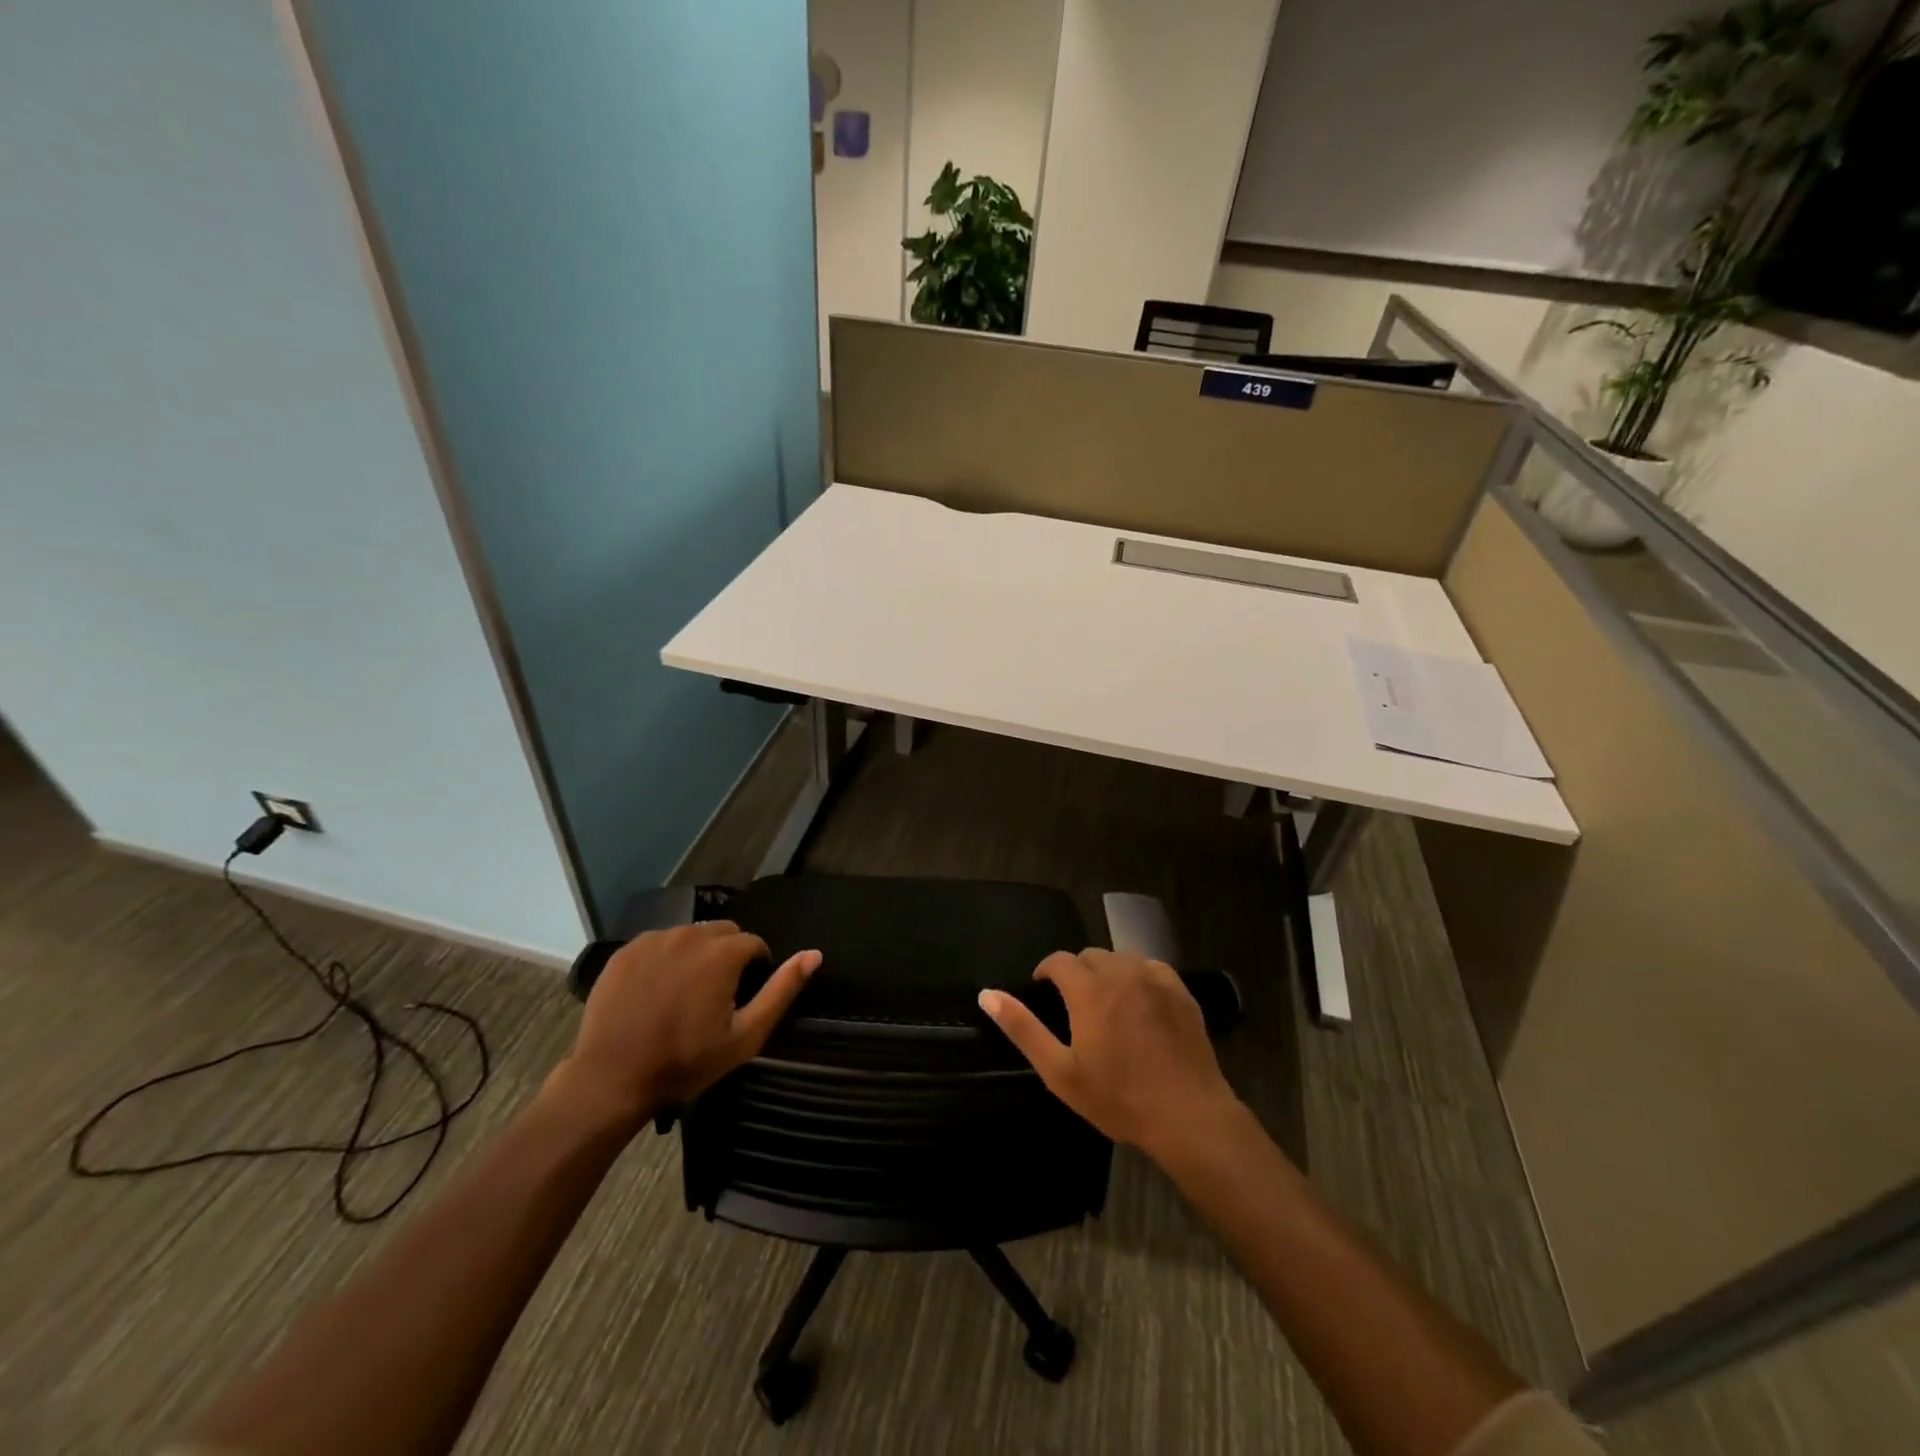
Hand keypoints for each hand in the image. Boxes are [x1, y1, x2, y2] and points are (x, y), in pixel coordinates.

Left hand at [546, 922, 819, 1130]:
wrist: (612, 1079)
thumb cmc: (686, 1061)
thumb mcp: (745, 1035)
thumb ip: (782, 990)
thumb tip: (814, 954)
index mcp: (722, 952)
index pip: (754, 944)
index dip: (755, 969)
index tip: (743, 998)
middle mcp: (690, 934)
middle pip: (722, 933)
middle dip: (727, 956)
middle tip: (716, 996)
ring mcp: (653, 940)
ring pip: (689, 936)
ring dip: (696, 955)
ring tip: (684, 994)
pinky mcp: (625, 952)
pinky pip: (657, 945)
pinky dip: (664, 960)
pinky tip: (656, 992)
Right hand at [978, 949, 1238, 1160]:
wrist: (1187, 1114)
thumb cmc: (1118, 1097)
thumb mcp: (1060, 1071)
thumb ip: (1023, 1028)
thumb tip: (987, 995)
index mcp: (1089, 989)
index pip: (1058, 960)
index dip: (1046, 971)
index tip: (1043, 990)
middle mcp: (1121, 972)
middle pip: (1090, 956)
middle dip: (1076, 973)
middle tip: (1075, 1006)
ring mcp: (1155, 978)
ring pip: (1121, 958)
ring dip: (1107, 972)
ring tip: (1106, 1003)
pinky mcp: (1181, 990)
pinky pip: (1150, 968)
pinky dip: (1138, 977)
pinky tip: (1140, 1004)